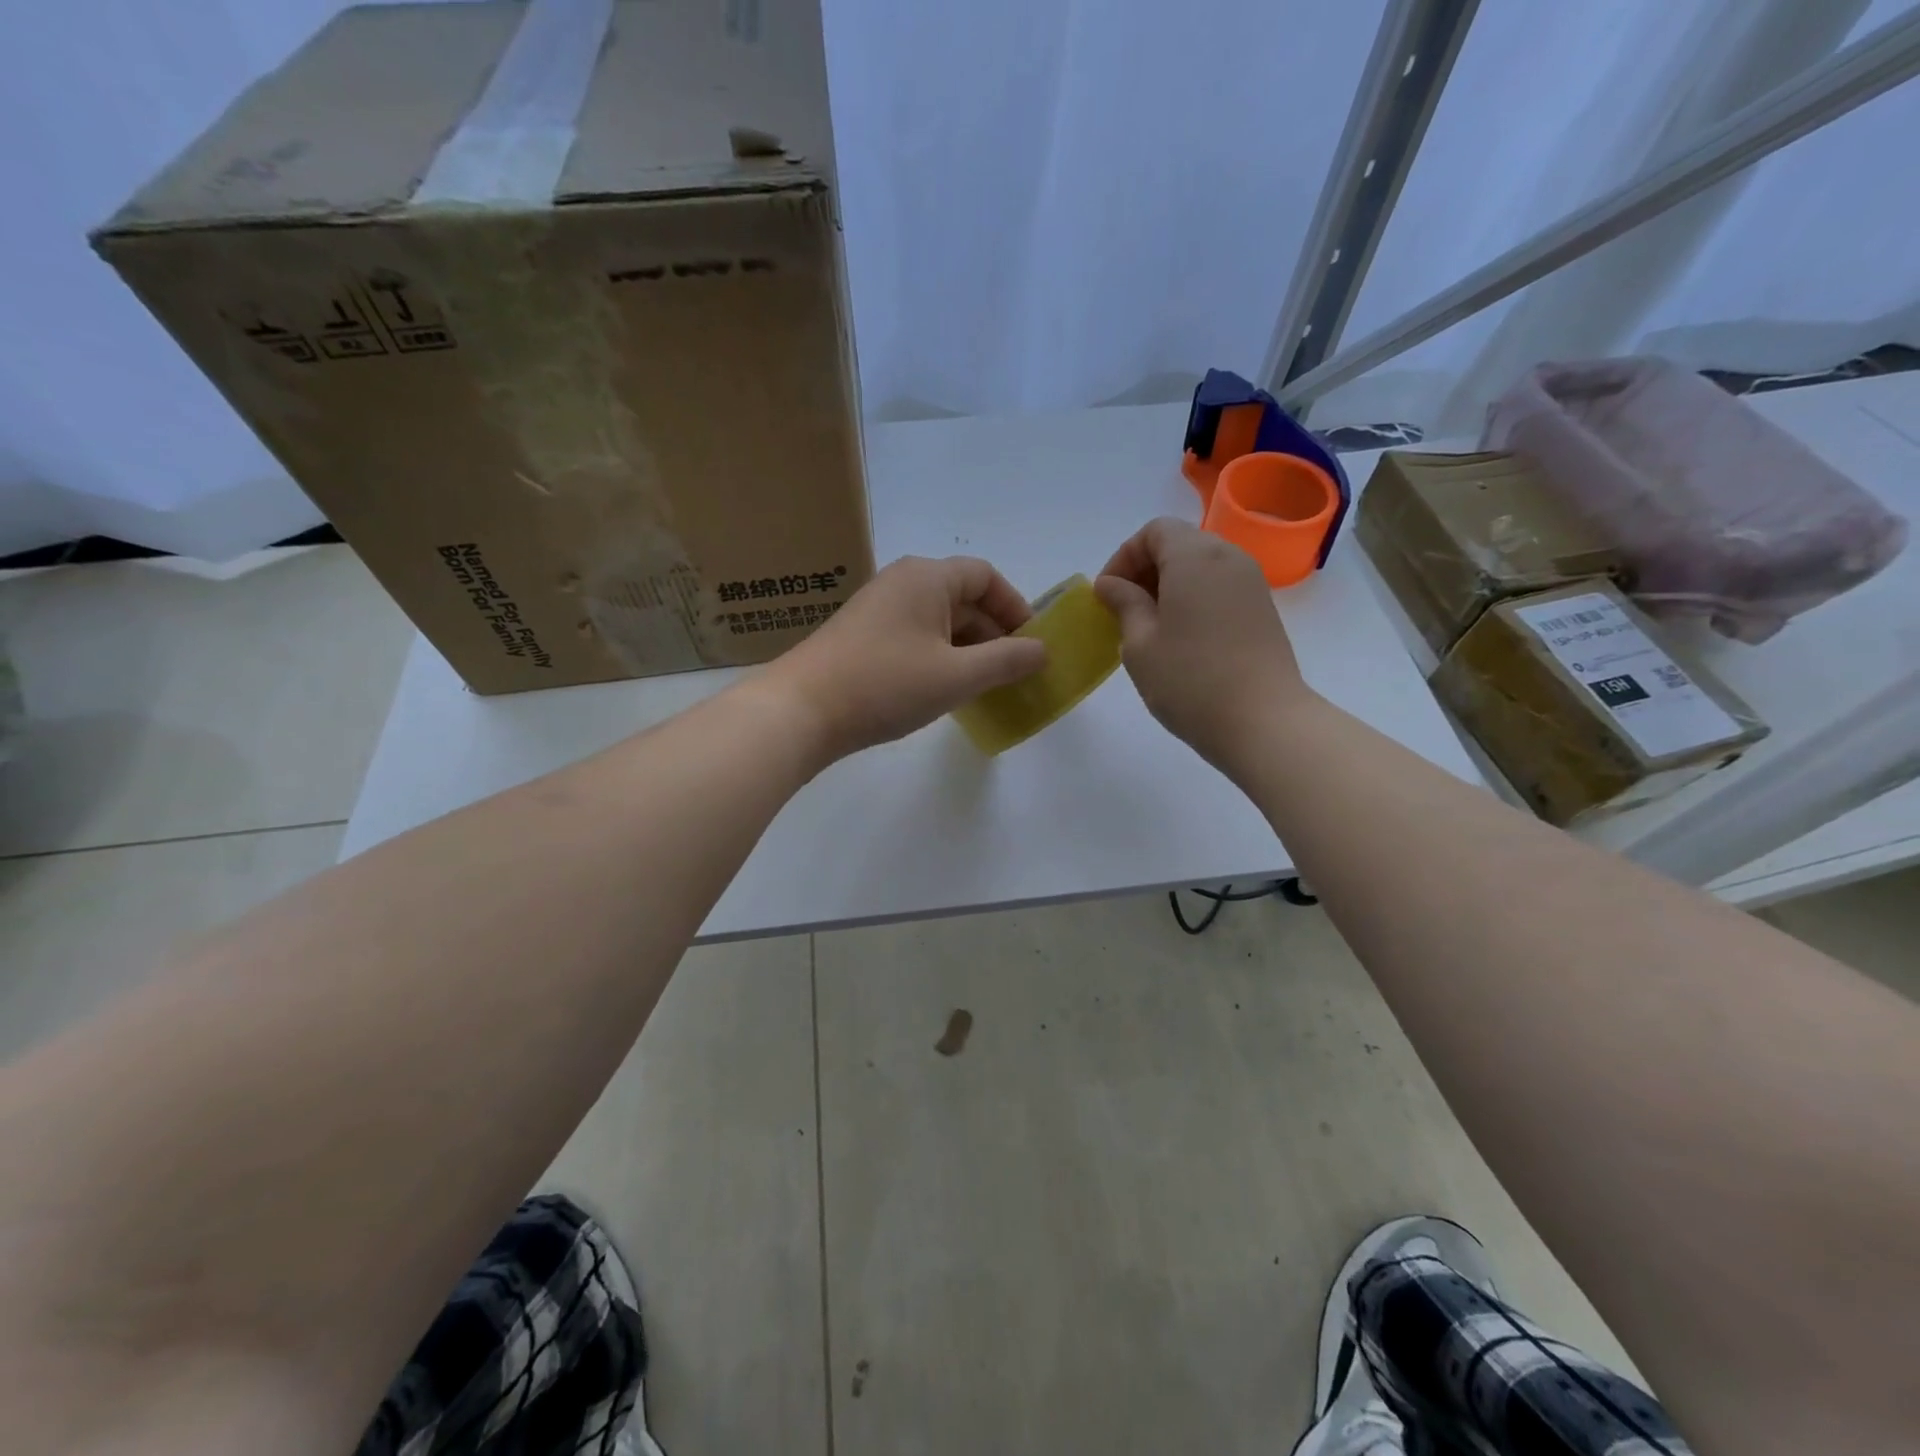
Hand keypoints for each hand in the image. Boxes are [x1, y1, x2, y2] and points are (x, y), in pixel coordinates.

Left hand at [763, 555, 1047, 761]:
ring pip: (939, 621)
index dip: (1015, 607)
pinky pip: (915, 637)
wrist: (801, 710)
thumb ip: (1006, 661)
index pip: (986, 577)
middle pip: (963, 597)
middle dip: (993, 633)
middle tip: (1012, 673)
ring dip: (967, 649)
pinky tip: (943, 690)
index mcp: (927, 578)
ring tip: (983, 687)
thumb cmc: (885, 684)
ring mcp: (878, 609)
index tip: (1032, 645)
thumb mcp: (956, 676)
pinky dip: (939, 657)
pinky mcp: (862, 636)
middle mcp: (902, 582)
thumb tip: (1041, 650)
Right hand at [1095, 518, 1313, 773]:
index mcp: (1195, 556)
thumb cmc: (1190, 680)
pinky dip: (1193, 598)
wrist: (1263, 721)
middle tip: (1123, 611)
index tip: (1107, 595)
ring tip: (1148, 627)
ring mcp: (1251, 583)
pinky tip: (1179, 638)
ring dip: (1168, 586)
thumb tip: (1111, 584)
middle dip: (1145, 569)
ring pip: (1200, 566)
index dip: (1124, 557)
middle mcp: (1228, 557)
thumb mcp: (1140, 643)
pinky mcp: (1262, 609)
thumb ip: (1124, 604)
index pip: (1154, 531)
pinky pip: (1219, 587)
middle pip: (1179, 543)